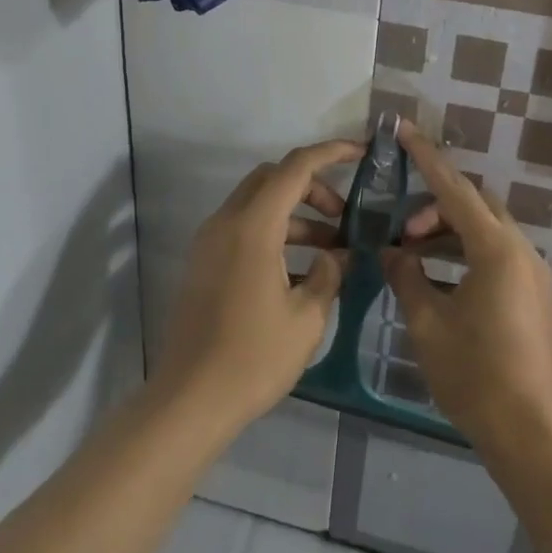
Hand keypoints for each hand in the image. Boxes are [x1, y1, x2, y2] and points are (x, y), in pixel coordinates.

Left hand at [151, 139, 364, 435]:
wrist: (190, 400)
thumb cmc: (254, 357)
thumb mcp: (307, 317)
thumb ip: (328, 274)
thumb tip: (336, 255)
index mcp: (253, 226)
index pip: (296, 167)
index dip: (331, 153)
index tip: (361, 153)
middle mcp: (226, 223)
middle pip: (273, 179)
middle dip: (312, 187)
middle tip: (342, 218)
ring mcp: (209, 242)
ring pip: (257, 204)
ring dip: (295, 214)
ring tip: (330, 251)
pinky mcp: (204, 263)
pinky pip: (243, 229)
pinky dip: (274, 233)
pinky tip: (299, 271)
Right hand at [383, 122, 551, 461]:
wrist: (532, 434)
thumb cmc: (475, 375)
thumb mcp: (428, 323)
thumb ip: (407, 275)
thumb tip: (392, 251)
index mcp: (496, 249)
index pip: (453, 188)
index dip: (425, 157)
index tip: (403, 129)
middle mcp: (521, 251)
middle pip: (474, 206)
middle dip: (434, 206)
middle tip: (401, 229)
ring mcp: (533, 274)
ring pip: (486, 232)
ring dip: (449, 232)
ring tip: (413, 253)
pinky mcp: (534, 296)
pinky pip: (496, 255)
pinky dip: (465, 254)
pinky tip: (439, 278)